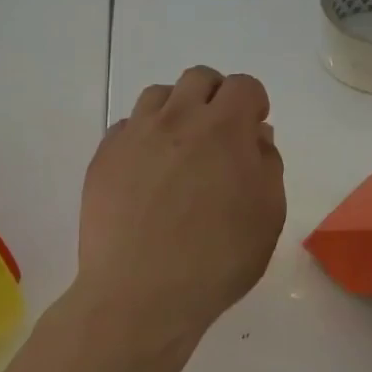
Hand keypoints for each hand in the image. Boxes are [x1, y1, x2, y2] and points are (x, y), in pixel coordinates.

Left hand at [75, 66, 286, 344]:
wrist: (140, 294)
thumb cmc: (217, 259)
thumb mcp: (268, 216)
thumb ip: (267, 165)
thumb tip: (255, 136)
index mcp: (224, 128)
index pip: (243, 86)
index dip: (253, 104)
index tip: (252, 131)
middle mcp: (178, 118)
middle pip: (199, 78)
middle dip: (215, 96)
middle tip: (218, 135)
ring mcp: (135, 134)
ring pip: (158, 95)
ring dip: (176, 110)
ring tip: (179, 149)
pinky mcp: (104, 156)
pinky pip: (127, 126)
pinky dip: (142, 137)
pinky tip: (146, 173)